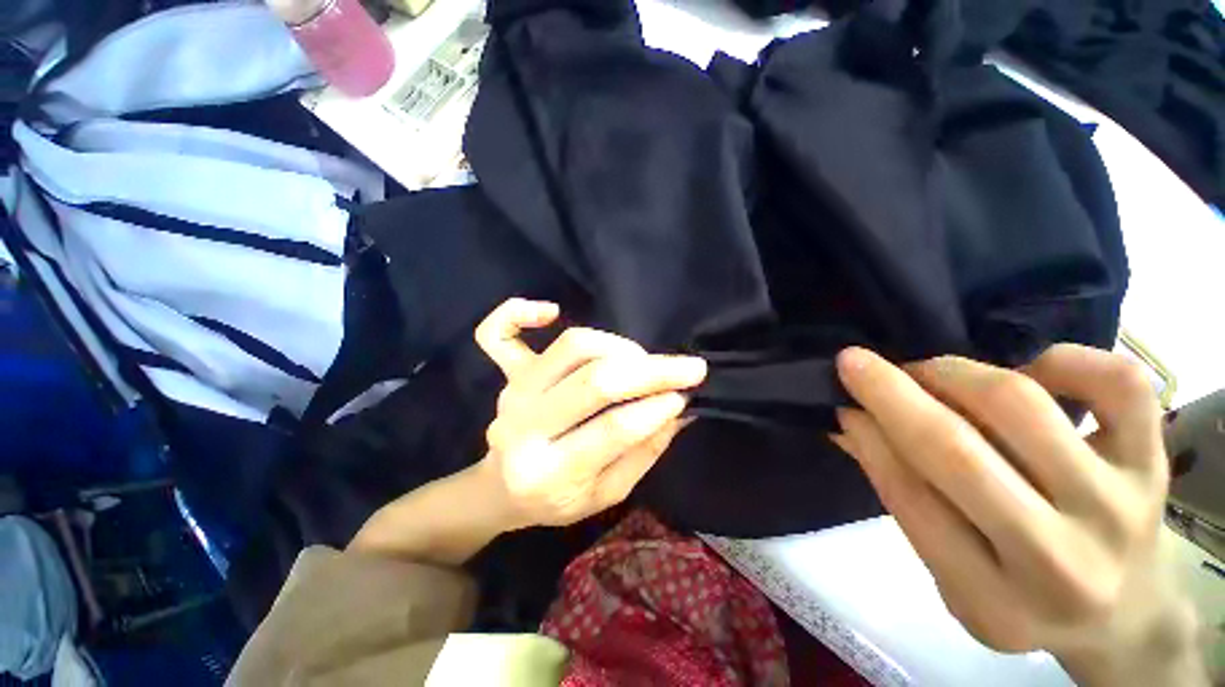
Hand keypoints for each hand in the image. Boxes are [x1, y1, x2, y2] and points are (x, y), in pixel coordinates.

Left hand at [472, 298, 706, 528]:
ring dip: (616, 346)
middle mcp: (524, 427)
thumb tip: (679, 410)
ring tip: (640, 359)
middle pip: (594, 381)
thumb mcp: (607, 494)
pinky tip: (551, 311)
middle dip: (650, 371)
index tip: (686, 394)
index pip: (613, 429)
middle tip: (686, 367)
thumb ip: (644, 453)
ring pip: (570, 348)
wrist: (501, 490)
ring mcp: (512, 393)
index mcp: (549, 473)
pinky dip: (518, 313)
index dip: (656, 406)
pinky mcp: (506, 375)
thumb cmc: (557, 499)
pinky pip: (497, 334)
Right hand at [833, 344, 1205, 684]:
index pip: (911, 497)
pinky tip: (1030, 370)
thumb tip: (849, 425)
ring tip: (929, 373)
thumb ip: (903, 497)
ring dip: (952, 374)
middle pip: (958, 451)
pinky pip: (1116, 384)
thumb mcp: (952, 575)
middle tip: (856, 362)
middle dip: (890, 393)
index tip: (842, 403)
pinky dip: (1063, 359)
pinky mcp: (1153, 461)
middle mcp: (1059, 558)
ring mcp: (1118, 504)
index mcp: (992, 599)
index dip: (868, 438)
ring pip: (1021, 405)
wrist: (1127, 616)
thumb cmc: (1023, 599)